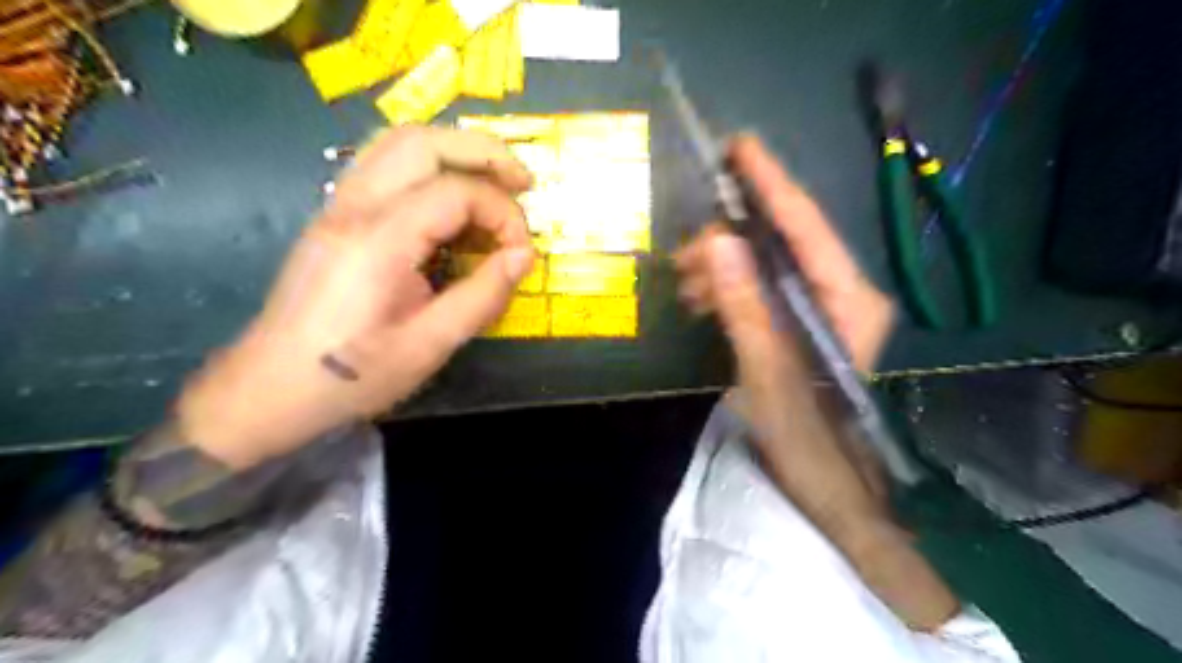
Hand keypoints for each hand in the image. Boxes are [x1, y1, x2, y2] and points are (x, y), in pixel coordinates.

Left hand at [176, 128, 535, 466]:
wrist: (271, 389)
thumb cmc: (353, 375)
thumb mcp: (429, 346)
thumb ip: (482, 295)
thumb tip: (524, 256)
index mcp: (378, 241)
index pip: (456, 193)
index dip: (503, 215)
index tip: (521, 253)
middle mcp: (354, 207)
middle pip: (422, 141)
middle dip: (484, 154)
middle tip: (524, 183)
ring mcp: (338, 206)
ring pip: (398, 142)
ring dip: (454, 151)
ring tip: (494, 181)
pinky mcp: (336, 217)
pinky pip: (383, 164)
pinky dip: (427, 166)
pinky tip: (450, 197)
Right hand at [675, 133, 895, 516]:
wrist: (825, 482)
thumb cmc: (807, 436)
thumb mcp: (768, 373)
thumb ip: (746, 307)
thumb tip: (718, 243)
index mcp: (849, 299)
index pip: (807, 227)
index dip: (772, 184)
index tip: (739, 147)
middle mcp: (842, 292)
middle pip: (783, 241)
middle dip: (730, 239)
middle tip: (685, 256)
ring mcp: (821, 306)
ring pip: (766, 263)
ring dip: (723, 267)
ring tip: (687, 285)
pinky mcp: (800, 322)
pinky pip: (761, 286)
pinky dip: (729, 287)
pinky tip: (702, 300)